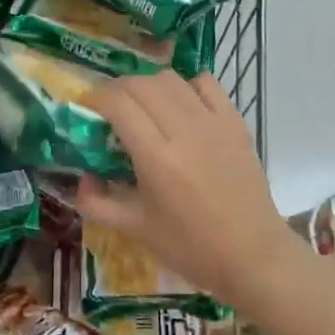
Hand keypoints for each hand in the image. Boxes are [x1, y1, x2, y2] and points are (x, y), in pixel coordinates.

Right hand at [78, 71, 301, 308]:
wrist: (252, 255)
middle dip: (117, 90)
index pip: (119, 103)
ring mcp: (214, 122)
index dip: (96, 99)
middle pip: (141, 84)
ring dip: (148, 85)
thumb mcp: (135, 230)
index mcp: (156, 157)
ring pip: (171, 79)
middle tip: (109, 109)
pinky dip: (186, 86)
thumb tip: (81, 179)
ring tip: (143, 107)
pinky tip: (181, 106)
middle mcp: (184, 130)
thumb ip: (97, 203)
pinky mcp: (236, 123)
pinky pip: (207, 84)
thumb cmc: (191, 247)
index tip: (87, 109)